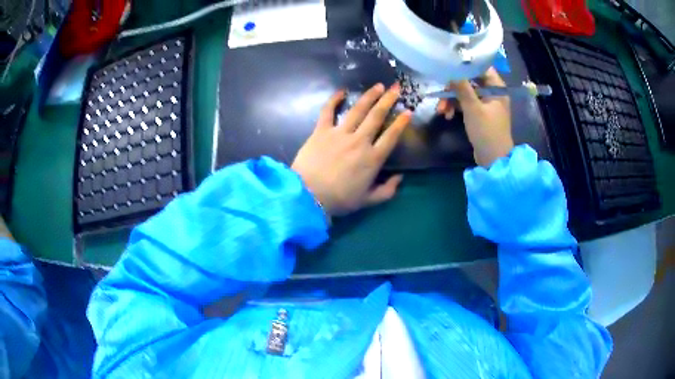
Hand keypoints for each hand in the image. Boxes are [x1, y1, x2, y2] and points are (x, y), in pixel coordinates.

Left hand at [292, 83, 411, 216]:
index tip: (408, 111)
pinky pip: (328, 111)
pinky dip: (334, 100)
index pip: (391, 136)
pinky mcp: (321, 131)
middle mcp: (359, 141)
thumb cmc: (339, 199)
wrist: (308, 195)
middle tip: (396, 88)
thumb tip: (400, 178)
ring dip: (369, 96)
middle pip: (376, 116)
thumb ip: (387, 191)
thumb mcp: (367, 201)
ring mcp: (339, 133)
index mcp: (372, 158)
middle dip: (388, 100)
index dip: (401, 123)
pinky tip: (342, 91)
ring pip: (358, 110)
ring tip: (378, 86)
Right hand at [436, 67, 513, 167]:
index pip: (482, 67)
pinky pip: (465, 104)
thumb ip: (462, 87)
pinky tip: (447, 116)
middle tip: (441, 92)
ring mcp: (485, 103)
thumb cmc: (487, 132)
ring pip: (465, 93)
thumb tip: (450, 69)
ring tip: (441, 110)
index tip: (450, 63)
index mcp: (497, 88)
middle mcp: (492, 92)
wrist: (493, 160)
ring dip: (452, 99)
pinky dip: (456, 107)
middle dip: (454, 87)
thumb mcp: (473, 108)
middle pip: (470, 80)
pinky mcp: (479, 114)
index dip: (466, 64)